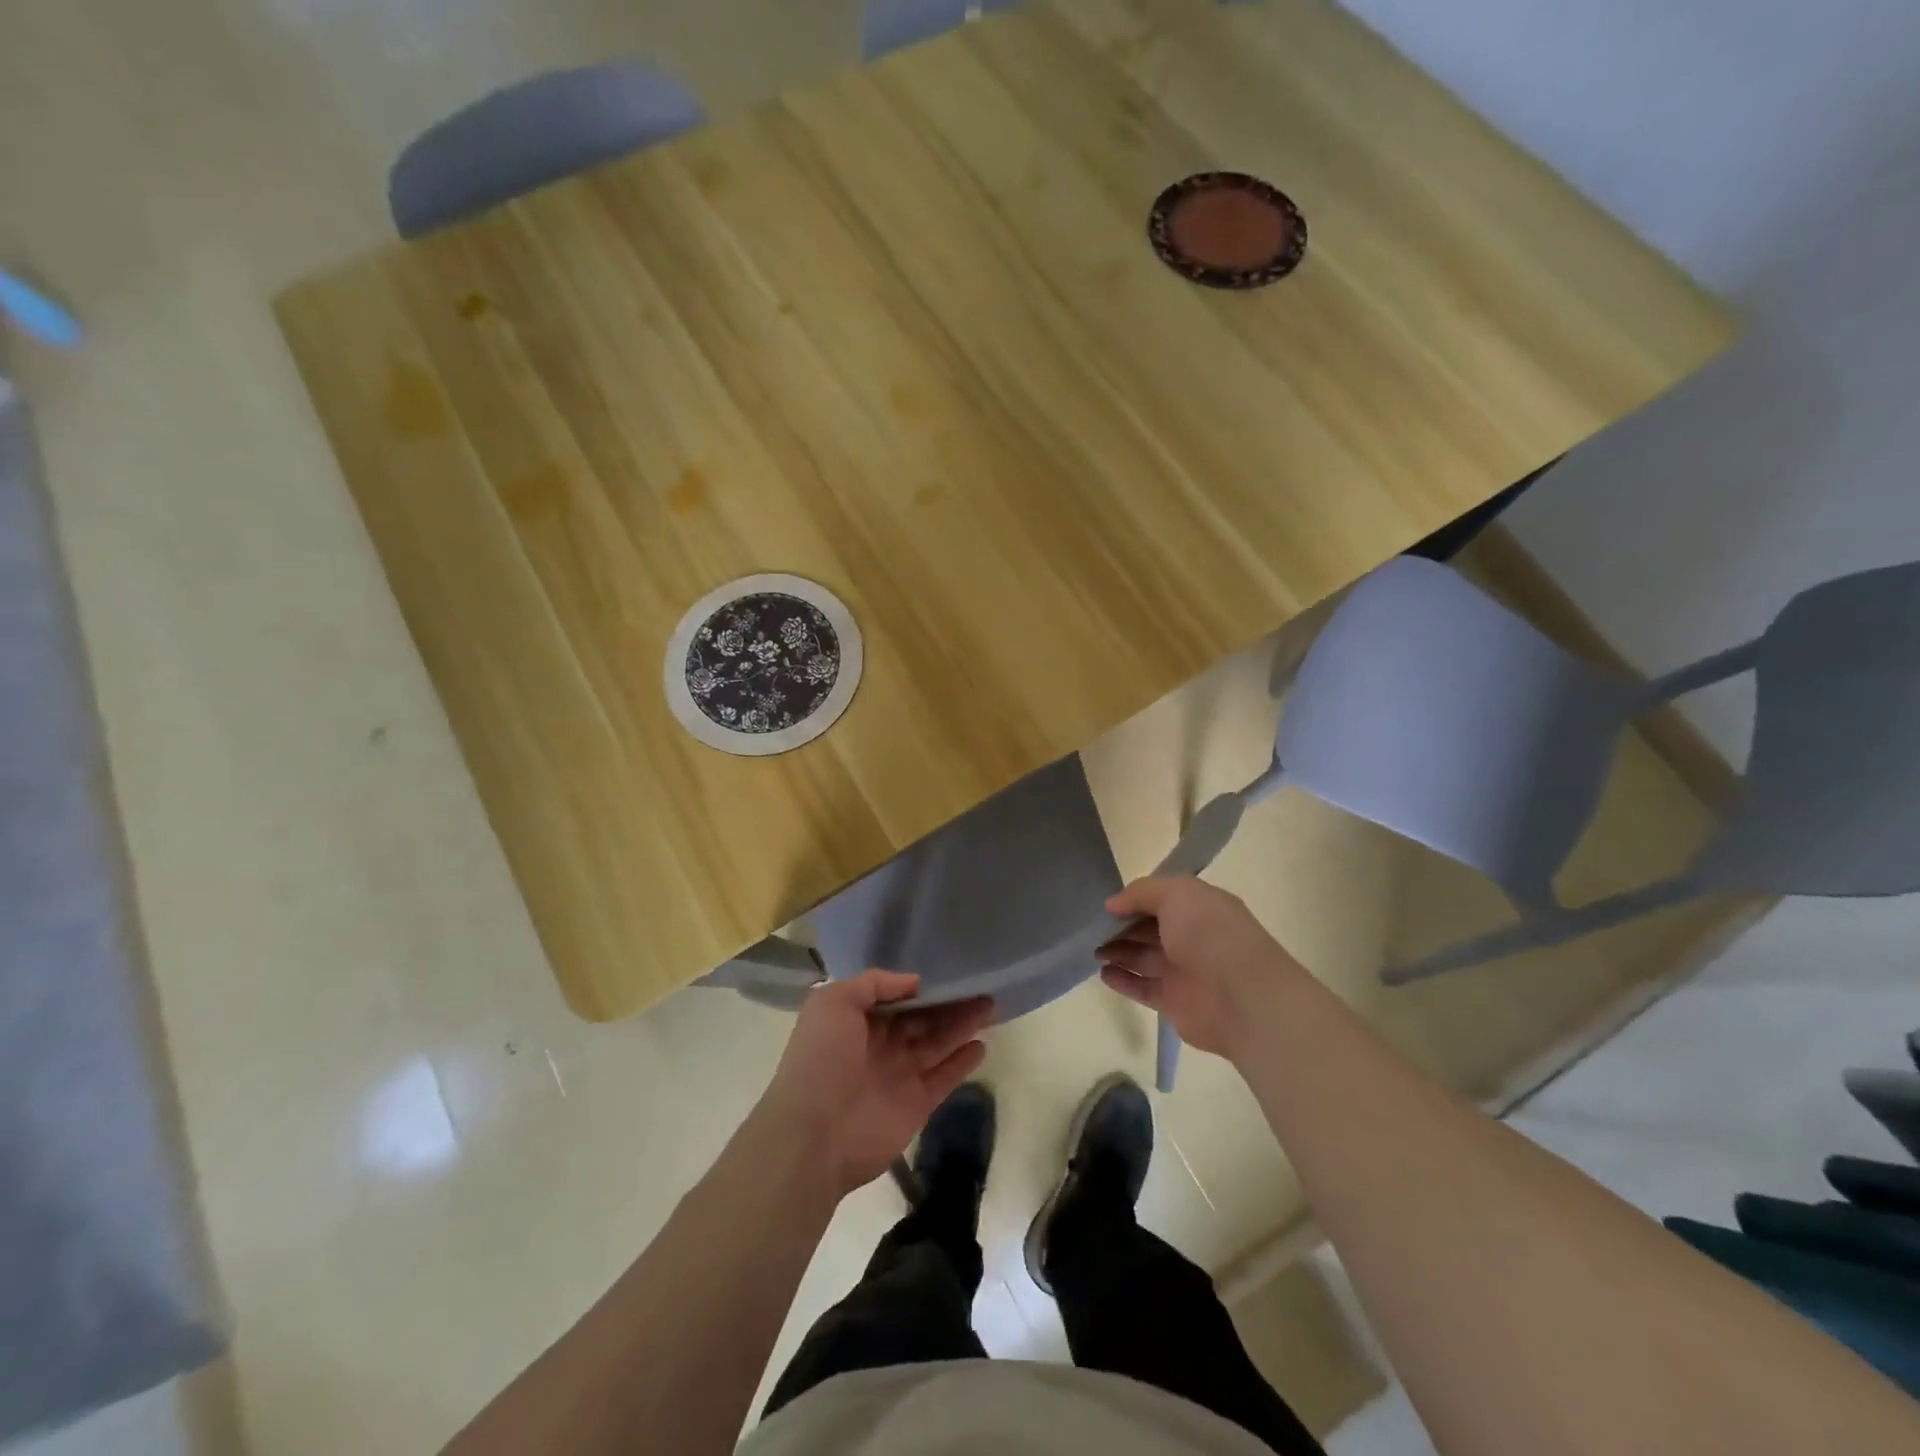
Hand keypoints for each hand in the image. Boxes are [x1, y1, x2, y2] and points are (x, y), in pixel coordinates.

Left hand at [757, 970, 992, 1197]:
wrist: (814, 1134)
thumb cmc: (820, 1060)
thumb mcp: (833, 1002)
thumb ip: (873, 983)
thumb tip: (914, 981)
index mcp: (857, 1021)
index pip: (896, 998)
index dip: (922, 987)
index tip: (950, 971)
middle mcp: (880, 1045)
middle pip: (922, 1019)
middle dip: (950, 1003)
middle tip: (982, 987)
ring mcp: (899, 1075)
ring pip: (938, 1044)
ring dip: (963, 1026)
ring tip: (991, 1006)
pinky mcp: (917, 1104)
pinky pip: (944, 1078)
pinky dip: (962, 1062)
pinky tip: (981, 1045)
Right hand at [1098, 876, 1304, 1060]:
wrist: (1242, 997)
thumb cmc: (1210, 934)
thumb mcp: (1176, 893)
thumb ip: (1141, 892)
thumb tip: (1112, 904)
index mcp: (1200, 908)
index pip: (1163, 899)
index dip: (1135, 900)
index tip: (1108, 904)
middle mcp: (1193, 937)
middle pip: (1150, 929)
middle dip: (1122, 927)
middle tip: (1091, 928)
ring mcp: (1184, 971)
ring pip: (1144, 958)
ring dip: (1118, 952)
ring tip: (1092, 949)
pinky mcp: (1174, 1002)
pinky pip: (1142, 988)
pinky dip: (1123, 980)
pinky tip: (1103, 973)